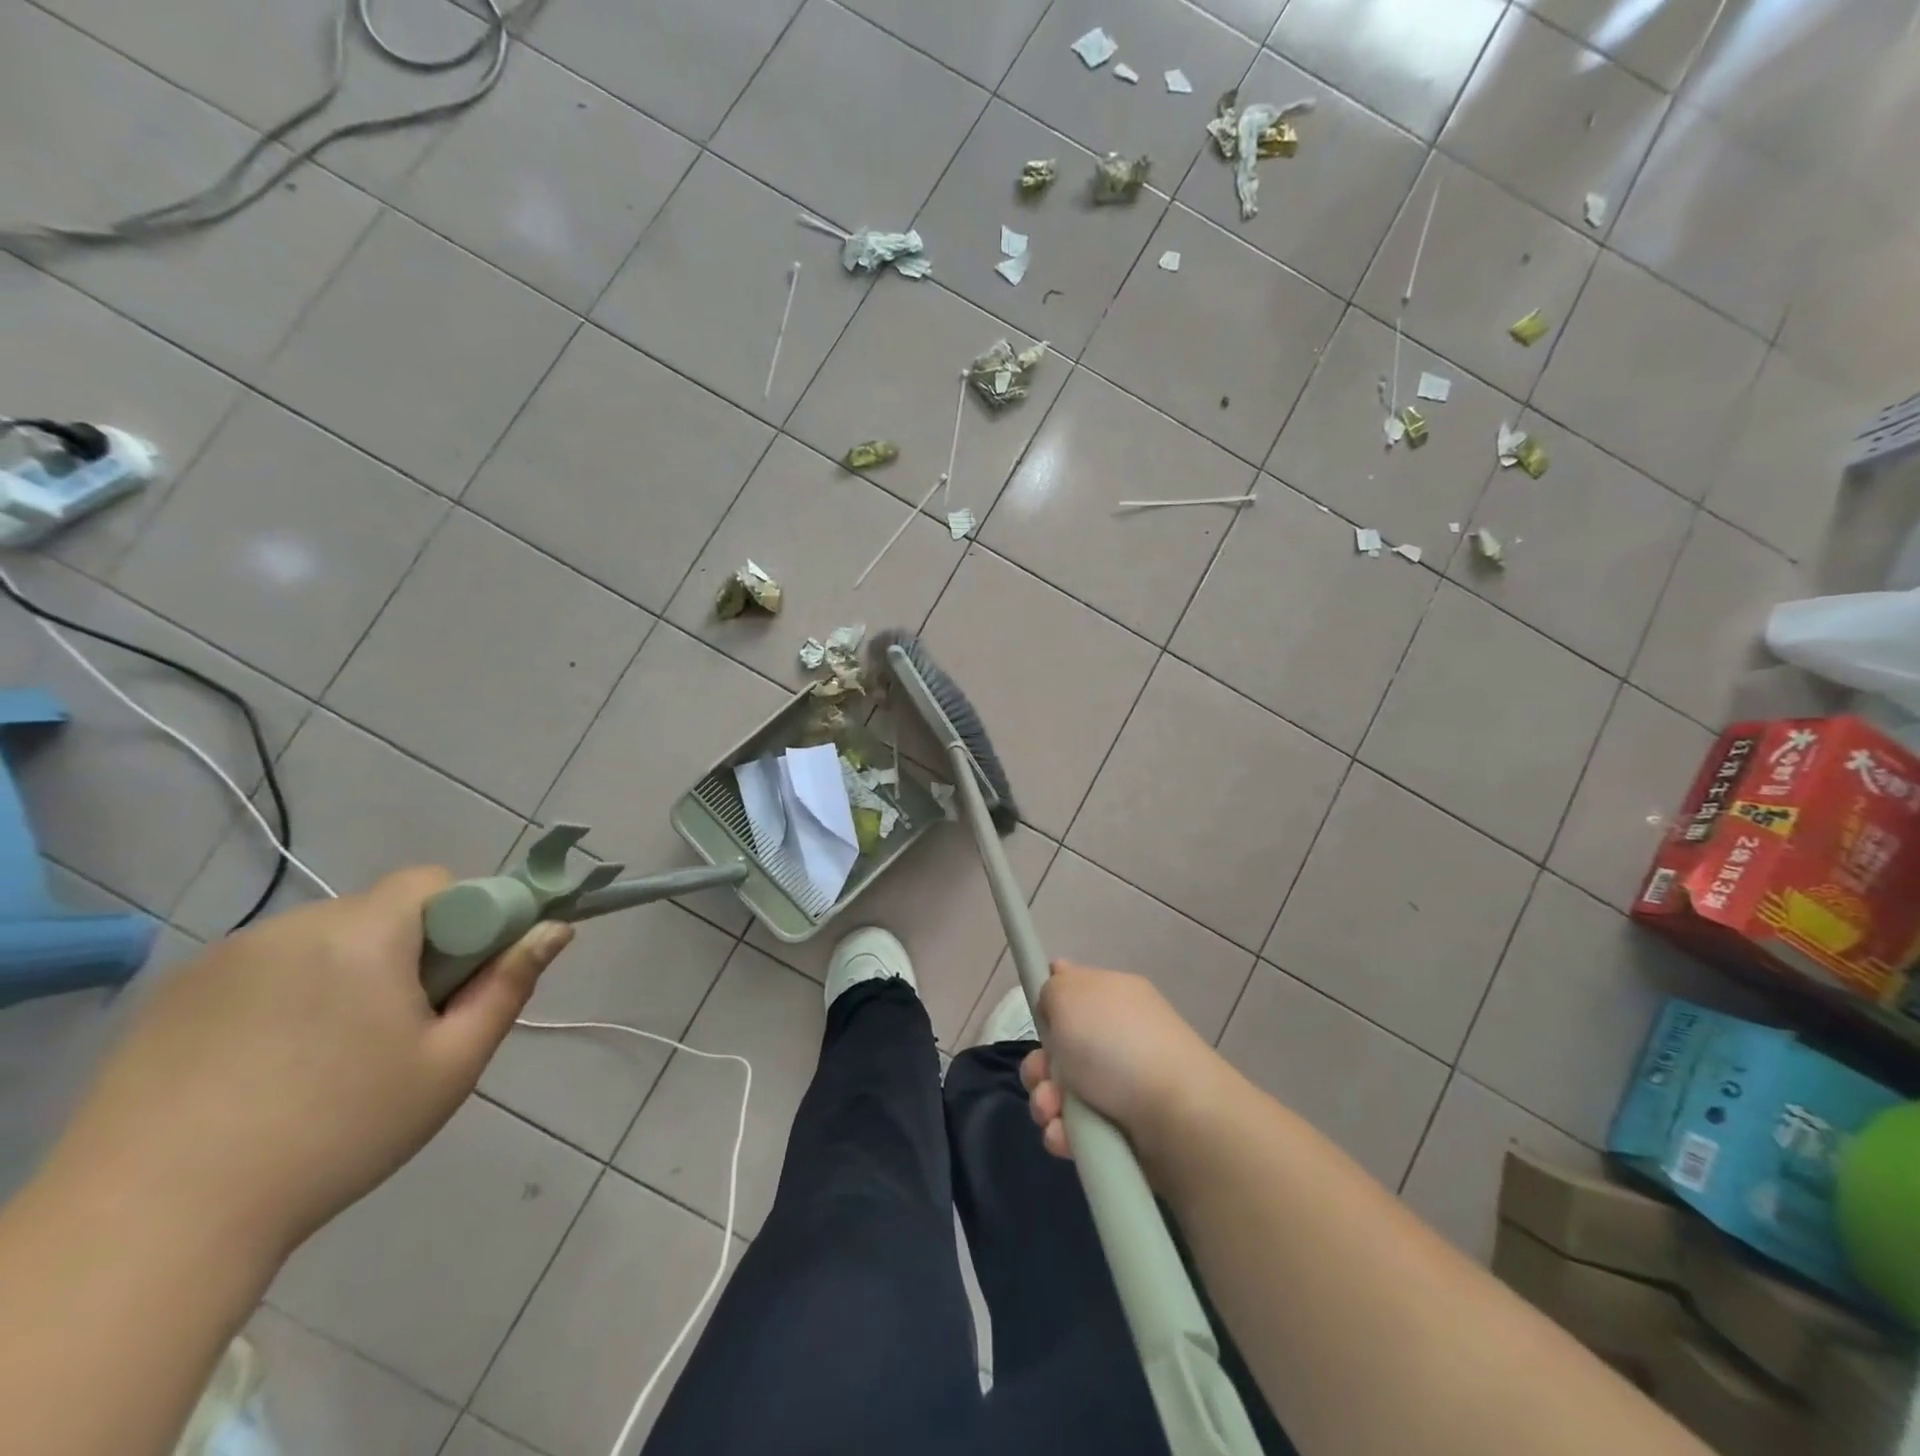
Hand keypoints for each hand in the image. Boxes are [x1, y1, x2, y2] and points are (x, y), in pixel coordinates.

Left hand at [49, 868, 571, 1262]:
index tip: (455, 981)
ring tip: (327, 1058)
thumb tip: (556, 928)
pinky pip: (263, 968)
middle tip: (400, 1028)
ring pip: (322, 940)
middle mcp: (293, 925)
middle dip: (407, 950)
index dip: (463, 919)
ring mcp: (223, 957)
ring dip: (346, 972)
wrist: (150, 1227)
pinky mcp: (172, 993)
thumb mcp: (450, 1064)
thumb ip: (509, 984)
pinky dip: (285, 995)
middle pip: (379, 911)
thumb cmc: (337, 1135)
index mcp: (364, 934)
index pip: (434, 882)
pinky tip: (266, 1067)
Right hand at [1019, 961, 1236, 1172]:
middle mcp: (1120, 1035)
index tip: (1040, 1017)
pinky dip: (1065, 1133)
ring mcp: (1124, 1084)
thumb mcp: (1069, 994)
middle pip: (1060, 1047)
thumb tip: (1055, 1005)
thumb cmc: (1115, 1044)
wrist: (1176, 1117)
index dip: (1051, 1000)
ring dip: (1046, 1102)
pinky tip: (1065, 1136)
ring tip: (1052, 1113)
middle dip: (1039, 1065)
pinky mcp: (1125, 1129)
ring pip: (1062, 1091)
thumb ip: (1051, 990)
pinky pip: (1078, 1128)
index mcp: (1113, 995)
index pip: (1076, 987)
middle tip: (1042, 1076)